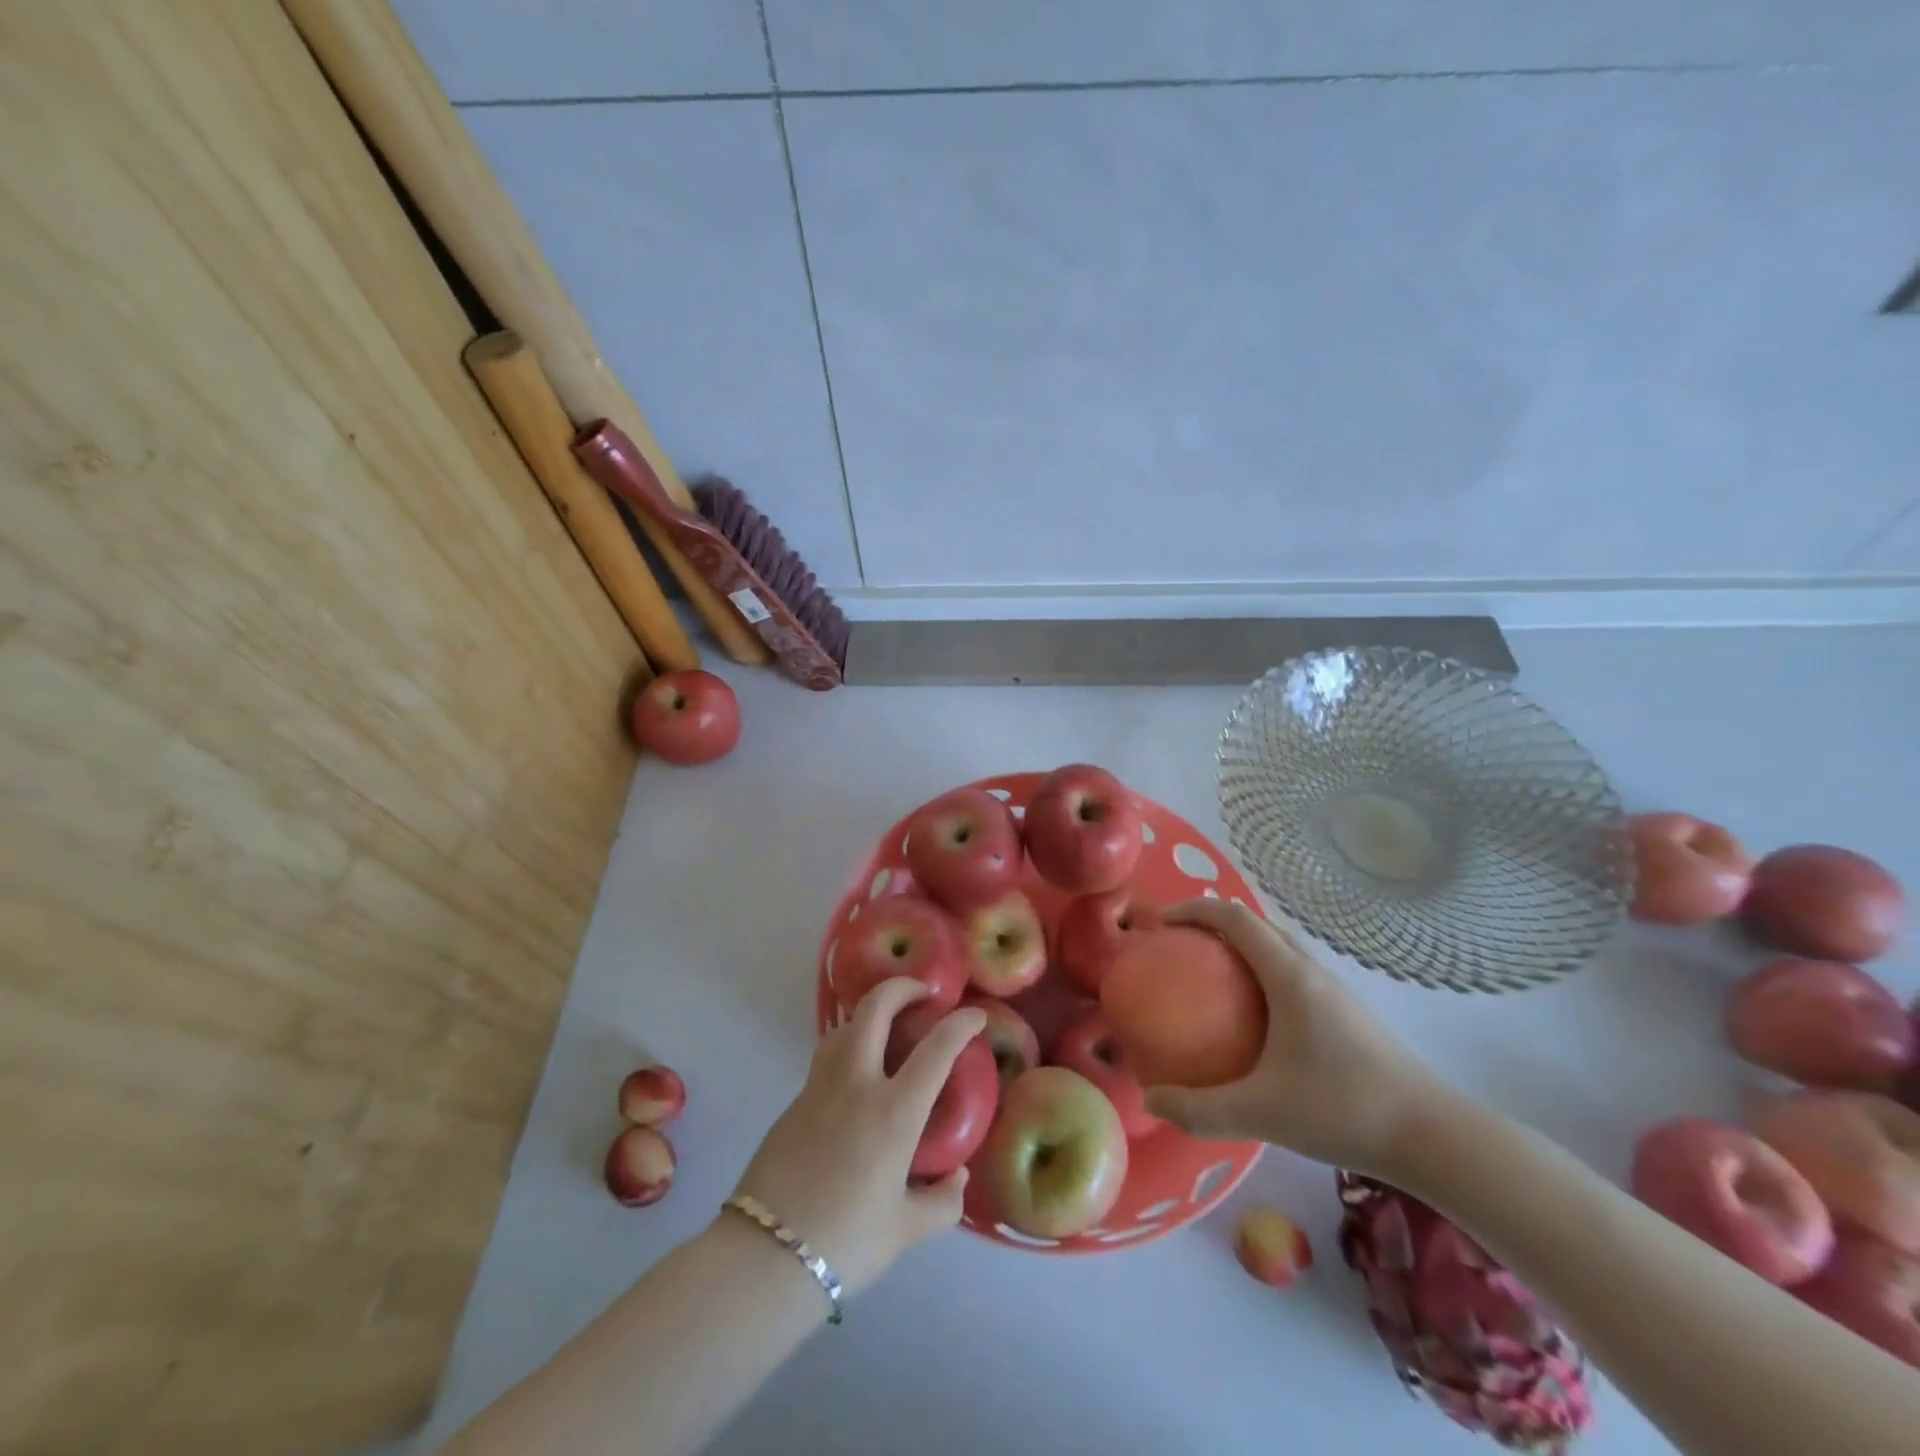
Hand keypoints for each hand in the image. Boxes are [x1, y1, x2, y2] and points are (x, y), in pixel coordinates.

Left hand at [731, 978, 986, 1296]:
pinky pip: (826, 1058)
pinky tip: (855, 1076)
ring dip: (869, 1014)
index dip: (960, 1025)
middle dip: (902, 987)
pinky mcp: (794, 1102)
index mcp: (894, 1112)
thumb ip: (942, 1202)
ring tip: (886, 1028)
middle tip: (922, 994)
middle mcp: (856, 1084)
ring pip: (844, 1026)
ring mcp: (819, 1088)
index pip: (936, 1049)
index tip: (975, 1016)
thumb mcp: (905, 1230)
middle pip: (876, 1008)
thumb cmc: (846, 1242)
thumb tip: (958, 1177)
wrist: (765, 1258)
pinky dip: (847, 1047)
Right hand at [1143, 899, 1442, 1175]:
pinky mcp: (1344, 1013)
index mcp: (1289, 976)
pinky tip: (1252, 1017)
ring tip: (1208, 975)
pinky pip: (1291, 972)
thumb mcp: (1262, 1112)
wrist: (1433, 1137)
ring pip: (1277, 948)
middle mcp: (1310, 971)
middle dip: (1213, 924)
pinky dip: (1260, 972)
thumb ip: (1200, 1109)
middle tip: (1178, 947)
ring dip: (1240, 947)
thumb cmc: (1343, 1109)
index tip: (1160, 923)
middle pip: (1256, 925)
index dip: (1193, 910)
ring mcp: (1332, 991)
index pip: (1234, 918)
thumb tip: (1151, 1099)